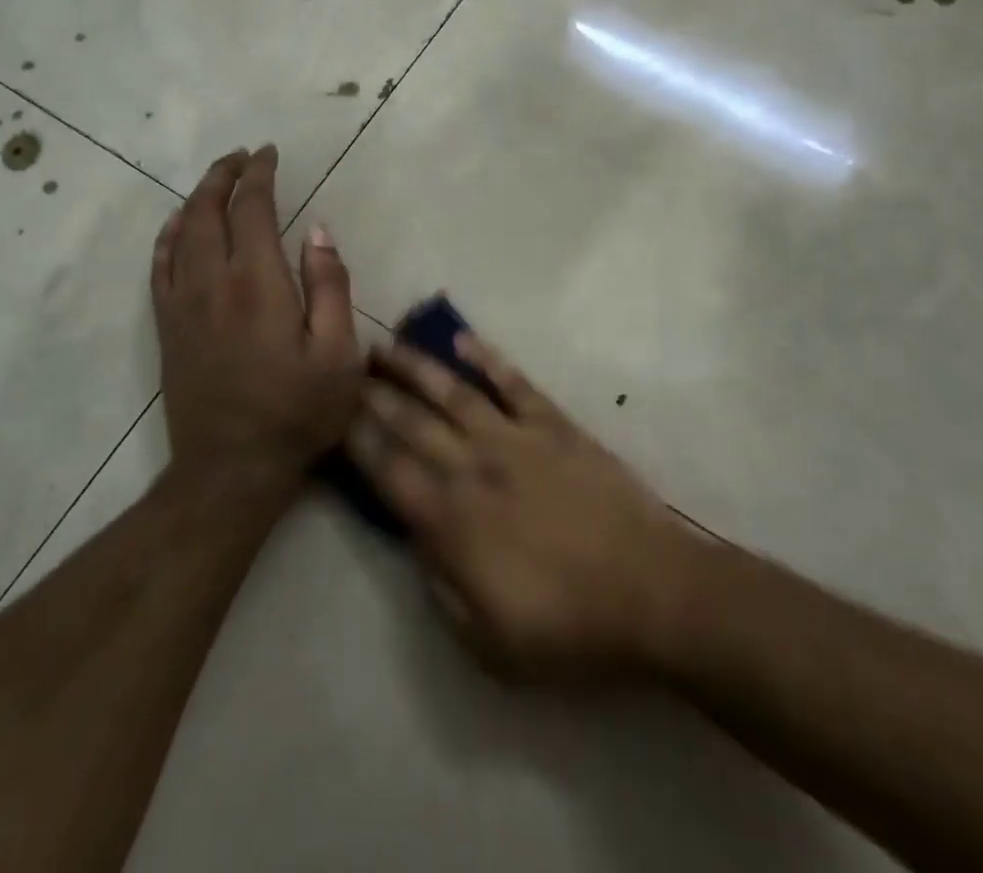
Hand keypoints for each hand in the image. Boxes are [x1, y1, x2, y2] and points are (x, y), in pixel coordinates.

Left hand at [153, 145, 363, 490]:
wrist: (231, 470)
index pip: (253, 209)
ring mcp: (182, 304)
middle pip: (209, 211)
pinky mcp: (168, 327)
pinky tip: (177, 225)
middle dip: (224, 175)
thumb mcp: (339, 354)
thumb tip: (318, 231)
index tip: (269, 153)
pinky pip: (160, 266)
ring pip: (181, 232)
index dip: (260, 175)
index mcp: (257, 283)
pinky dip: (168, 236)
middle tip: (242, 156)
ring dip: (197, 198)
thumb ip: (330, 286)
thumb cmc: (298, 412)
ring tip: (216, 179)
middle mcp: (212, 282)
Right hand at [347, 335, 694, 681]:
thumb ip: (440, 588)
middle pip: (412, 422)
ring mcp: (516, 438)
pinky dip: (487, 357)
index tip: (332, 414)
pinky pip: (514, 382)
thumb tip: (416, 542)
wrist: (650, 591)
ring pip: (454, 391)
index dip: (356, 440)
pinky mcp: (555, 424)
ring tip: (388, 345)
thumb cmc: (567, 628)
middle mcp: (474, 467)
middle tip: (347, 369)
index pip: (388, 470)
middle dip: (374, 395)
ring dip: (417, 366)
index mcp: (452, 521)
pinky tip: (463, 339)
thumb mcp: (487, 642)